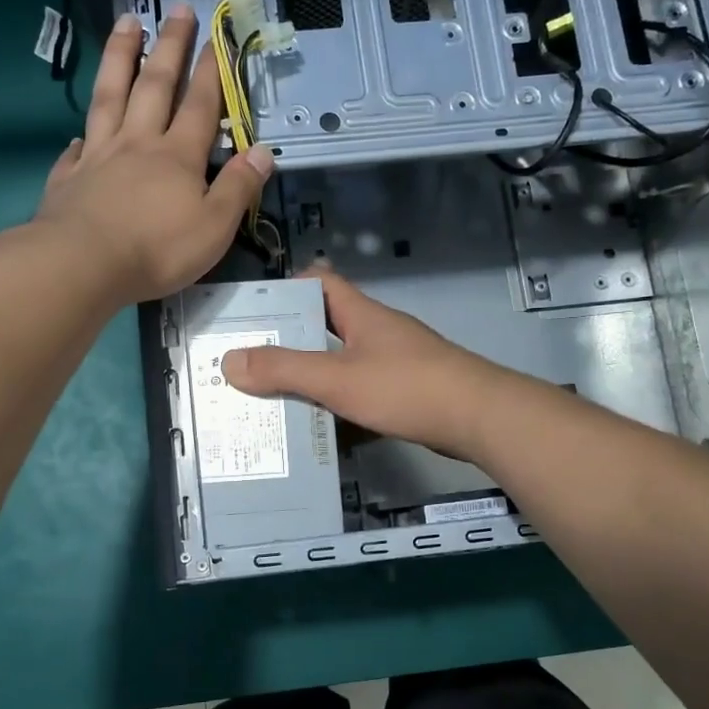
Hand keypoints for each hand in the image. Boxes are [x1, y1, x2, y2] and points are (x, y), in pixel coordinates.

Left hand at [35, 5, 273, 305]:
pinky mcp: (69, 178)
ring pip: (110, 96)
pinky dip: (81, 137)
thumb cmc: (157, 249)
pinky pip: (77, 149)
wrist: (83, 264)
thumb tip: (263, 153)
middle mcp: (138, 144)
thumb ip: (239, 188)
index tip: (215, 38)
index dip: (210, 73)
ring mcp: (99, 157)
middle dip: (169, 47)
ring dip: (119, 58)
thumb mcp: (214, 226)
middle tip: (176, 10)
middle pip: (155, 86)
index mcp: (178, 157)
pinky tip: (79, 134)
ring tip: (125, 23)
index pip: (200, 106)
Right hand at [222, 270, 516, 463]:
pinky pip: (364, 390)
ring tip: (275, 398)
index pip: (321, 282)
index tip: (257, 313)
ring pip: (345, 361)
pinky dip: (341, 403)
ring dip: (314, 377)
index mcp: (361, 314)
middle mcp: (378, 331)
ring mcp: (397, 361)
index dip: (289, 289)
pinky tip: (321, 427)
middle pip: (327, 325)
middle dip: (292, 342)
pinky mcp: (409, 391)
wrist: (479, 418)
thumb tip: (229, 360)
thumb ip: (284, 370)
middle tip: (253, 363)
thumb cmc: (405, 387)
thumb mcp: (337, 378)